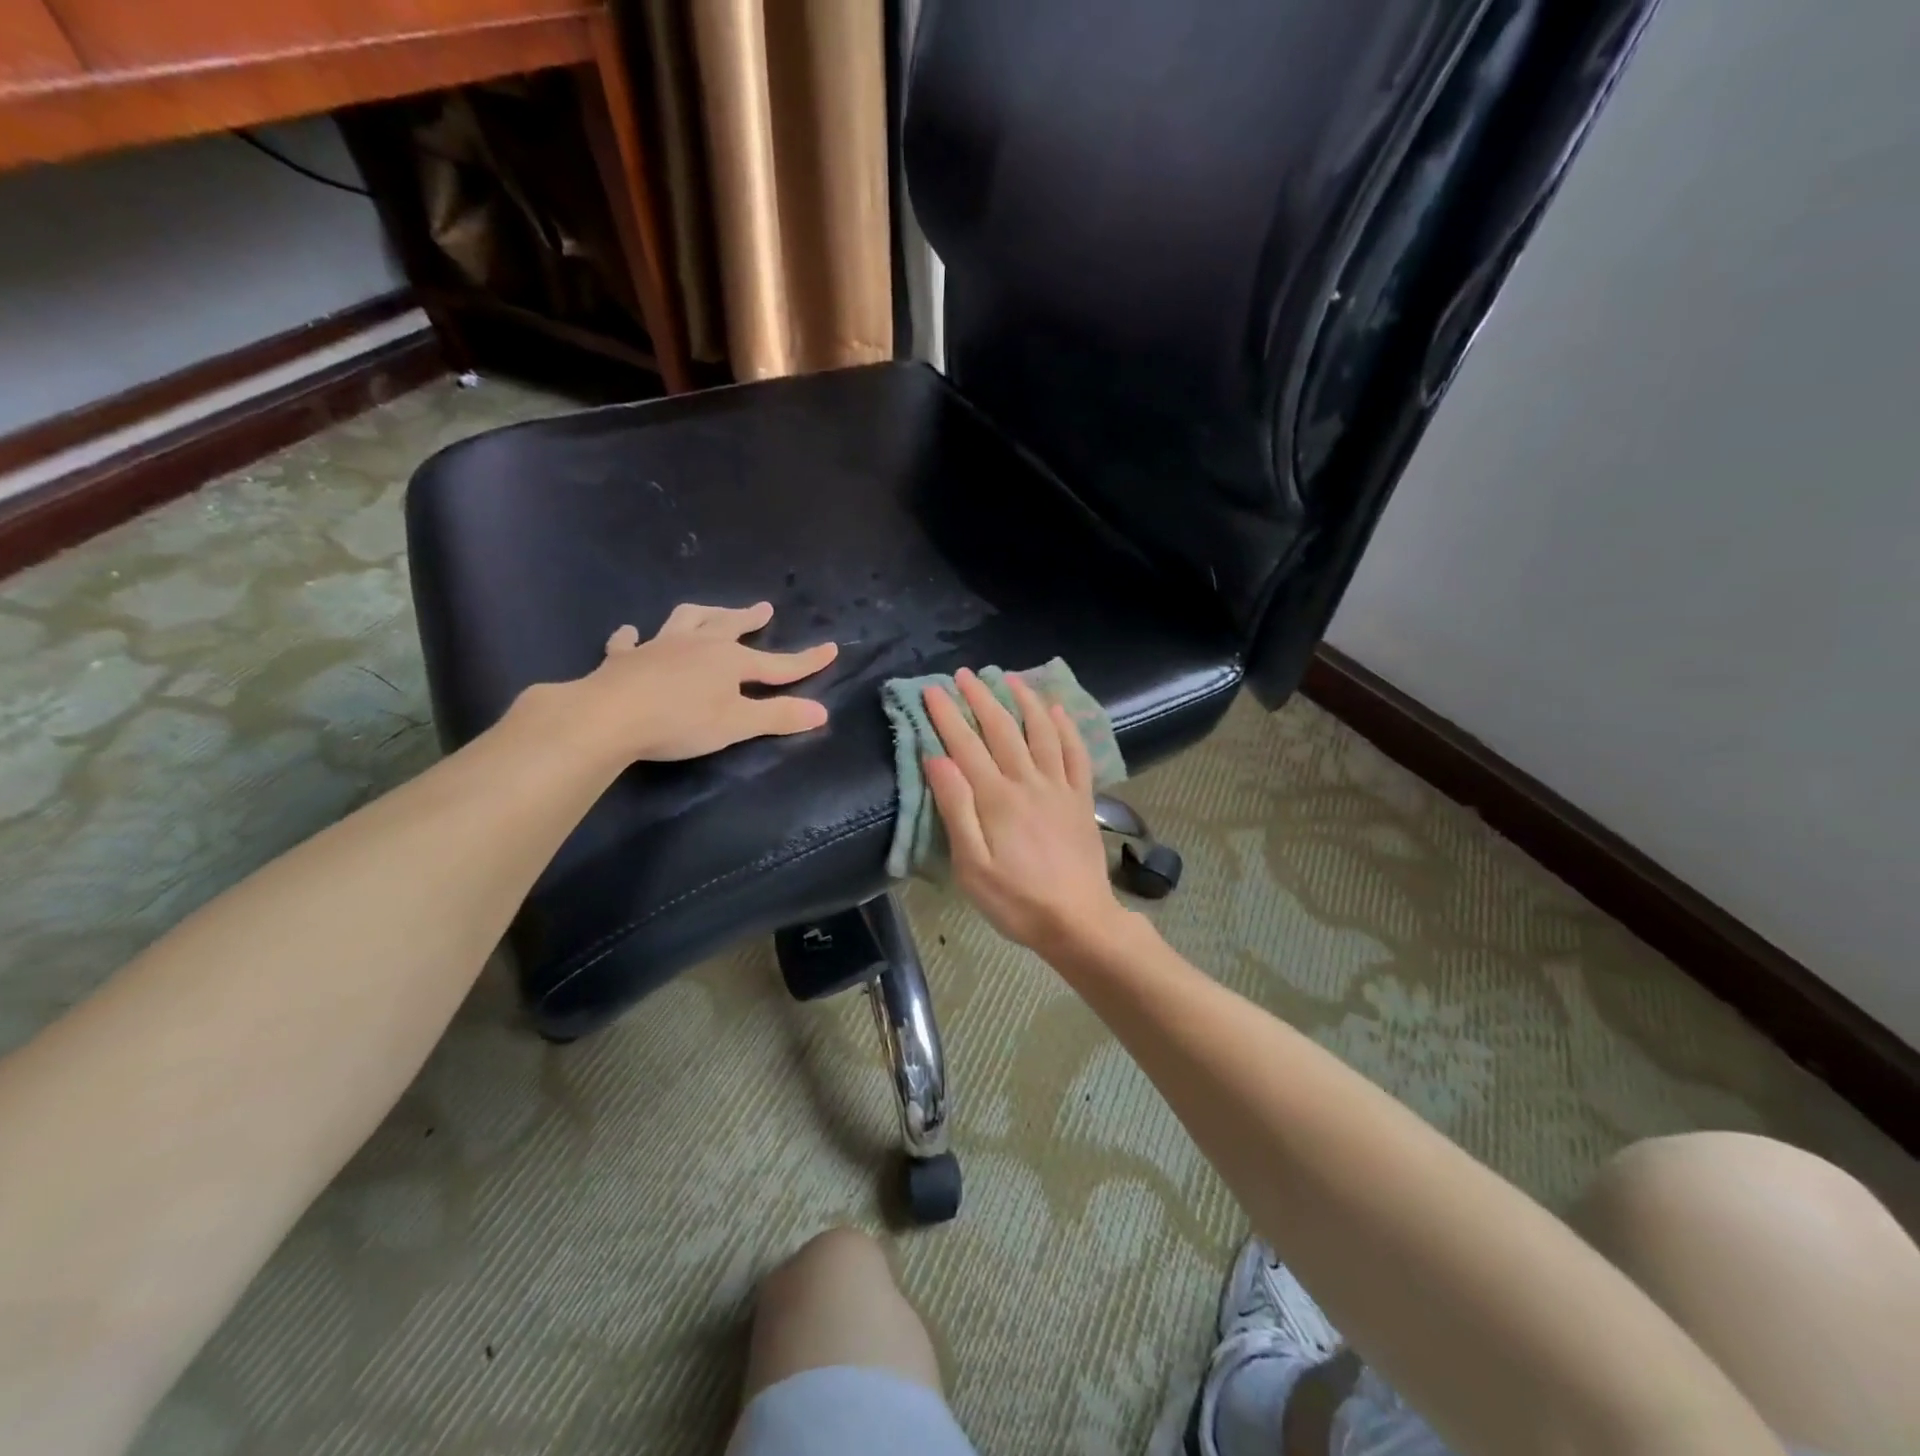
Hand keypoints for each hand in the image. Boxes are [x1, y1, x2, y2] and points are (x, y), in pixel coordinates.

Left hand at [568, 602, 836, 762]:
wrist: (608, 716)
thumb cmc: (680, 721)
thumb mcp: (737, 724)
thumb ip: (779, 716)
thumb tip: (823, 712)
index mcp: (729, 661)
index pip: (777, 663)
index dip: (805, 660)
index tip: (831, 649)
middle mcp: (697, 645)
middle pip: (729, 626)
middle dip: (748, 618)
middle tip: (762, 609)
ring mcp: (658, 647)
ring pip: (685, 621)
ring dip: (702, 615)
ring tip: (709, 612)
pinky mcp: (624, 659)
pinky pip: (629, 642)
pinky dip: (633, 637)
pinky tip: (631, 634)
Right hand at [922, 669, 1127, 954]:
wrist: (1078, 921)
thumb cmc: (1016, 900)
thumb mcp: (972, 866)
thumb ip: (956, 809)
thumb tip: (937, 759)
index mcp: (997, 798)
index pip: (965, 745)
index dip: (947, 715)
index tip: (931, 689)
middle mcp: (1029, 781)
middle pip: (1002, 729)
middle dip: (981, 697)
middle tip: (963, 674)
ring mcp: (1059, 787)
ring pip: (1041, 731)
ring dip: (1024, 700)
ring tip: (1010, 677)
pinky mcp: (1081, 798)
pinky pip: (1075, 752)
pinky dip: (1066, 727)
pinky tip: (1058, 710)